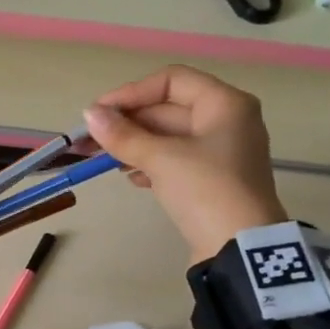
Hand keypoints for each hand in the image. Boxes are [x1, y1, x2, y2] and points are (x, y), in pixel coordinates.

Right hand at [82, 66, 287, 261]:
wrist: (240, 248)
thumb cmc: (206, 190)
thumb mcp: (161, 159)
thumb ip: (123, 135)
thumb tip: (89, 115)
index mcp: (225, 103)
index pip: (171, 80)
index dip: (132, 93)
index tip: (98, 113)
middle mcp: (227, 121)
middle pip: (169, 109)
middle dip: (128, 123)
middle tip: (88, 141)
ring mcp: (221, 153)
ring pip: (169, 137)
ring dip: (135, 145)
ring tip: (104, 160)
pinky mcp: (212, 180)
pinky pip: (176, 160)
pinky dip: (151, 164)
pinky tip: (131, 177)